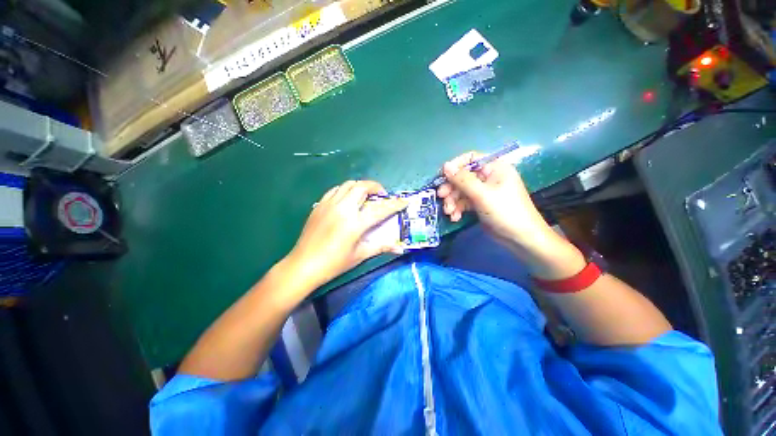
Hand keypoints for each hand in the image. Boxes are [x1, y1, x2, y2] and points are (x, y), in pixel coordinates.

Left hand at [285, 180, 407, 288]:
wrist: (303, 265)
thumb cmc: (334, 263)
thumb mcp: (360, 255)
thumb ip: (381, 247)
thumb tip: (400, 247)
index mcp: (355, 223)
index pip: (380, 209)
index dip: (395, 204)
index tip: (405, 201)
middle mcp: (343, 209)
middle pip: (362, 187)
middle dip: (376, 187)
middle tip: (381, 197)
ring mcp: (329, 204)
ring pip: (348, 185)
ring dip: (361, 187)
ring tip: (365, 196)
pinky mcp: (319, 205)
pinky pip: (335, 190)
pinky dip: (346, 190)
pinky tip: (347, 200)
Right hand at [436, 151, 555, 251]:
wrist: (520, 238)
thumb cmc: (505, 211)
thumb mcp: (482, 194)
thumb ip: (462, 180)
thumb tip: (445, 166)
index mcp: (494, 168)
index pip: (471, 159)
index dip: (455, 166)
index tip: (442, 176)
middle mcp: (488, 177)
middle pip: (463, 177)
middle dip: (451, 188)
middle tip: (441, 197)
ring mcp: (484, 191)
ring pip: (461, 191)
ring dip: (453, 201)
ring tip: (449, 212)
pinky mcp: (480, 204)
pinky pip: (465, 202)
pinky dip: (458, 209)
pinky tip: (455, 218)